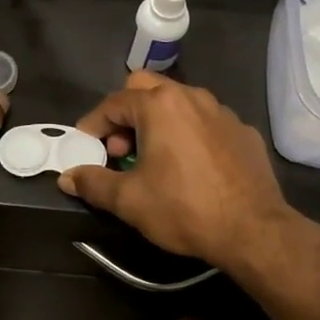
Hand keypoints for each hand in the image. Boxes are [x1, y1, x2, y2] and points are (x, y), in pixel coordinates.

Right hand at [57, 71, 296, 271]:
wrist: (254, 231)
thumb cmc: (184, 209)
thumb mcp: (129, 201)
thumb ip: (93, 183)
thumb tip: (66, 177)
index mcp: (160, 105)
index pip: (113, 103)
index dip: (94, 124)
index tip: (86, 146)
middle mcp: (192, 97)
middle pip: (146, 88)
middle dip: (126, 114)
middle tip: (120, 150)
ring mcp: (222, 112)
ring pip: (178, 103)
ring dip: (157, 122)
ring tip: (153, 158)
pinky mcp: (243, 131)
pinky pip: (205, 122)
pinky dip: (188, 134)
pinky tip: (190, 167)